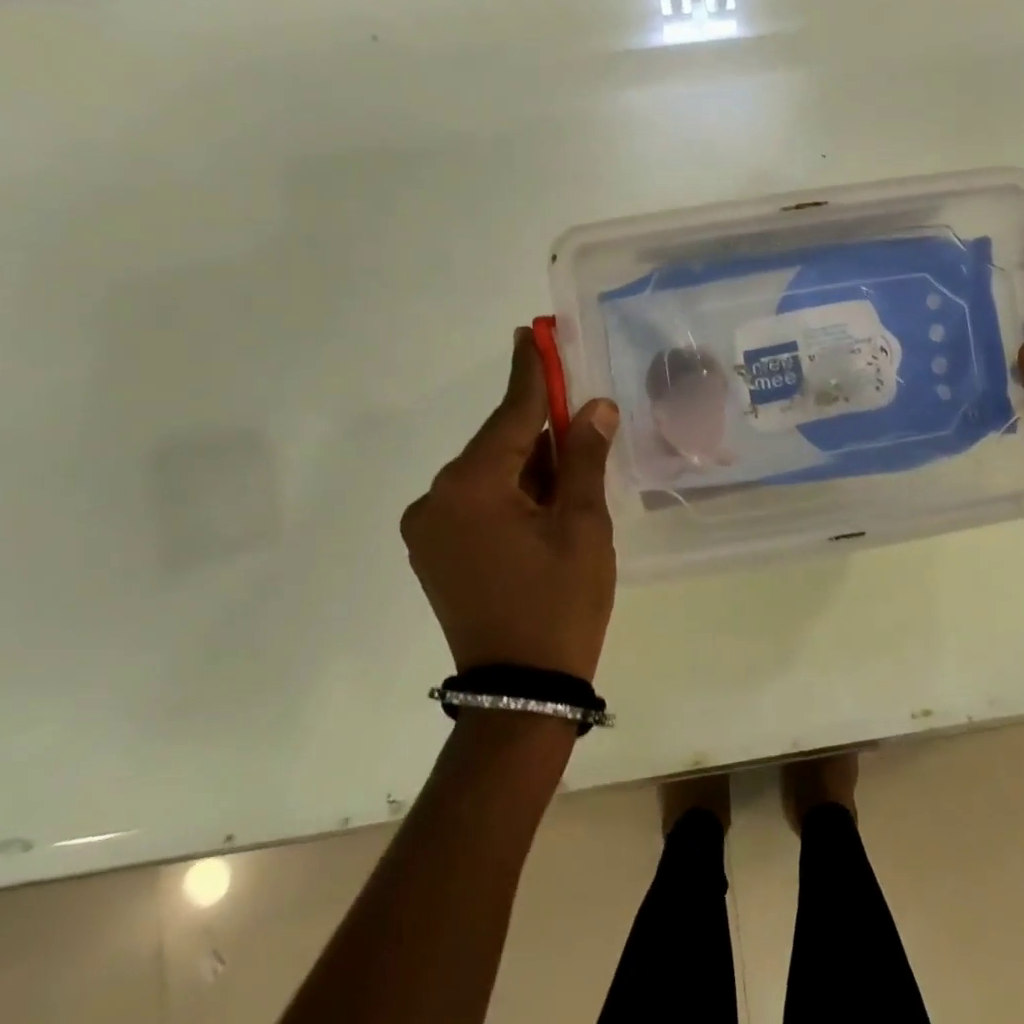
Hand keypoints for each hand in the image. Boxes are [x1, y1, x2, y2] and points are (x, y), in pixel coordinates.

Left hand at [400, 329, 619, 681]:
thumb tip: (594, 406)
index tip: (534, 332)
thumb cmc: (560, 602)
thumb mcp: (583, 524)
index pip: (510, 413)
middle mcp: (436, 498)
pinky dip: (513, 492)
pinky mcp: (435, 551)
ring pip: (490, 474)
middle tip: (583, 411)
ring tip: (575, 468)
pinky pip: (478, 502)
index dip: (531, 372)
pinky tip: (548, 501)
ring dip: (530, 465)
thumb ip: (583, 457)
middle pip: (499, 444)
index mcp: (470, 487)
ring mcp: (429, 528)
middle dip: (541, 428)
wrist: (522, 691)